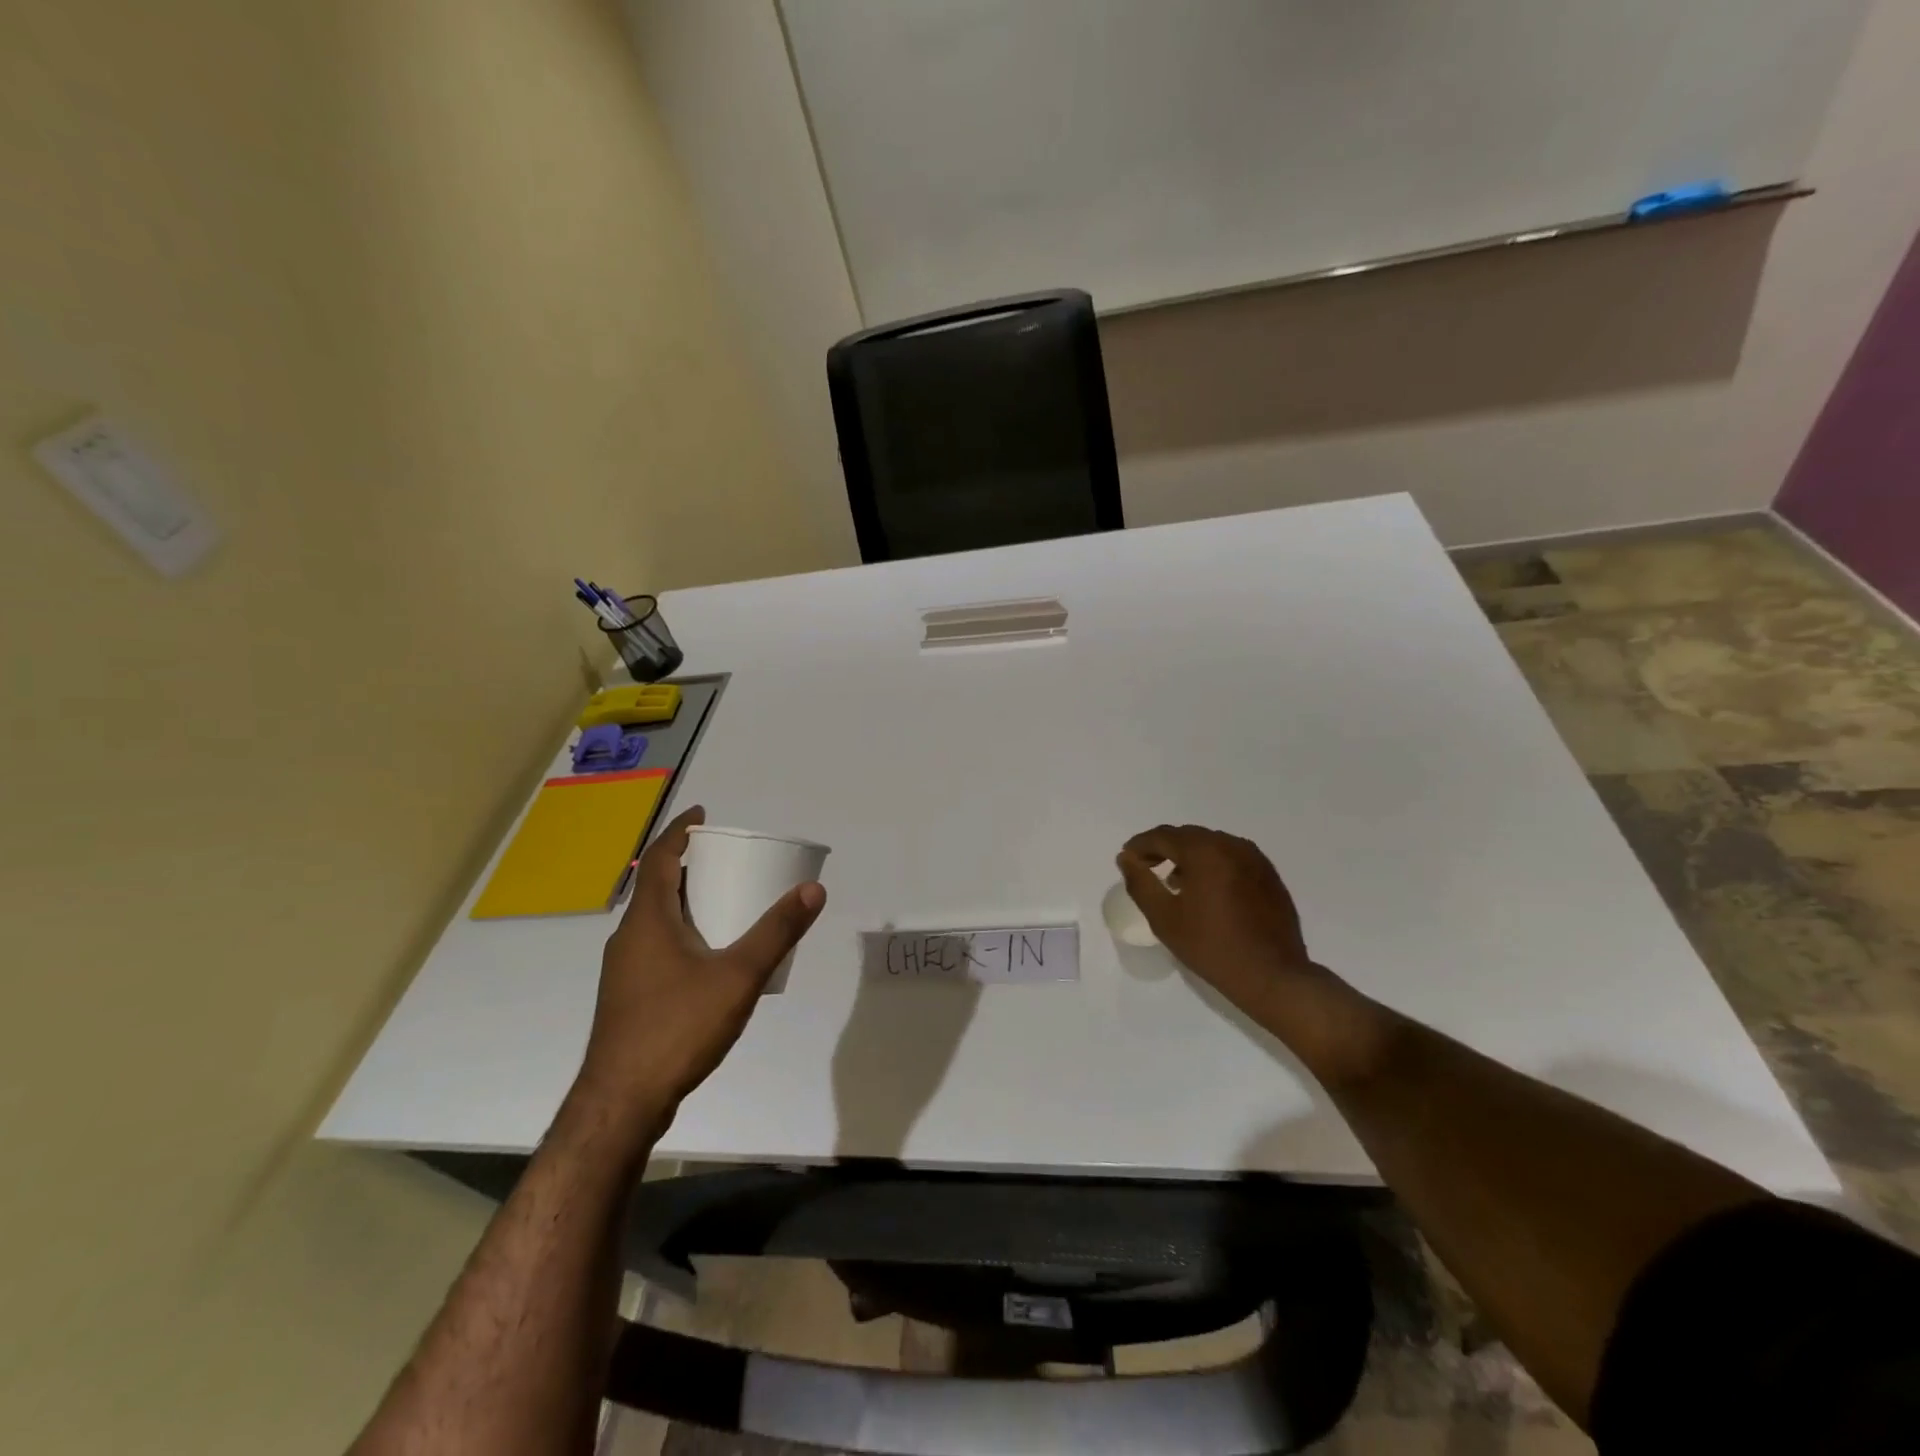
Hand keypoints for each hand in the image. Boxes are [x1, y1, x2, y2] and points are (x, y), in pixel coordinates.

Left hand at [575, 806, 825, 1131]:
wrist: (621, 1103)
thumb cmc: (677, 1028)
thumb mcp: (738, 976)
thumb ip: (777, 932)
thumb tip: (813, 889)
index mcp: (647, 921)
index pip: (658, 858)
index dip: (679, 831)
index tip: (702, 813)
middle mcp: (629, 938)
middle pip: (654, 885)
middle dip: (687, 863)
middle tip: (724, 856)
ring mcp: (624, 970)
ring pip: (653, 919)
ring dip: (683, 899)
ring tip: (722, 899)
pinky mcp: (628, 998)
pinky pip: (655, 945)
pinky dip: (681, 930)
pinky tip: (707, 956)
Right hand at [1118, 824, 1382, 1083]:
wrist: (1272, 976)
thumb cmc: (1212, 947)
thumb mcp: (1164, 918)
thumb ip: (1141, 883)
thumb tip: (1126, 858)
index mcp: (1205, 851)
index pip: (1163, 836)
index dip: (1140, 845)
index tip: (1126, 859)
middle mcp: (1231, 845)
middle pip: (1188, 836)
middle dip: (1163, 848)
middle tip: (1146, 867)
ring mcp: (1255, 859)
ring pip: (1212, 845)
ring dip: (1189, 856)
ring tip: (1175, 881)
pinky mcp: (1269, 875)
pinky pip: (1232, 858)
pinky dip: (1213, 865)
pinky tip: (1207, 891)